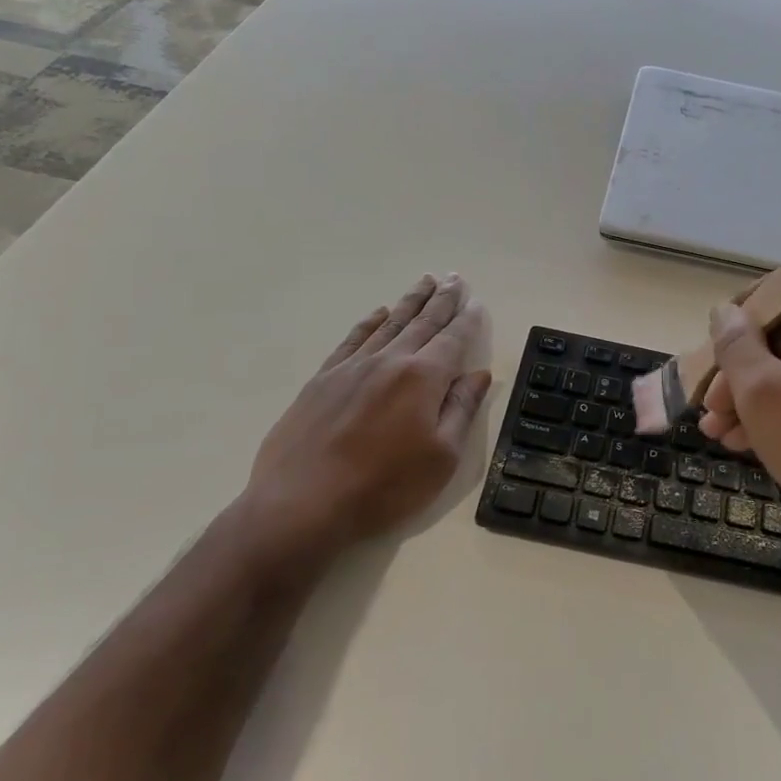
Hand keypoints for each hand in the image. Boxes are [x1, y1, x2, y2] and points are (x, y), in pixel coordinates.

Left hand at [231, 274, 491, 570]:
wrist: (302, 503)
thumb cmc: (383, 486)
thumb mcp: (441, 457)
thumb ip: (461, 409)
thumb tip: (479, 374)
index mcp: (423, 378)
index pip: (453, 339)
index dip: (468, 320)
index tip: (477, 301)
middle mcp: (389, 361)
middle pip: (422, 322)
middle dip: (442, 299)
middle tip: (455, 277)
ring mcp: (352, 367)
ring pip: (389, 323)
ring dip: (410, 302)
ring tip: (425, 281)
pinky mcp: (323, 379)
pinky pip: (353, 339)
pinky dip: (369, 322)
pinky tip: (379, 313)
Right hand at [698, 281, 780, 582]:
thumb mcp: (758, 391)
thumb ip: (734, 344)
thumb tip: (725, 312)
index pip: (775, 287)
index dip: (738, 315)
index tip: (713, 352)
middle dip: (739, 370)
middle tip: (710, 409)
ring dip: (757, 395)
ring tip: (722, 435)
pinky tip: (756, 442)